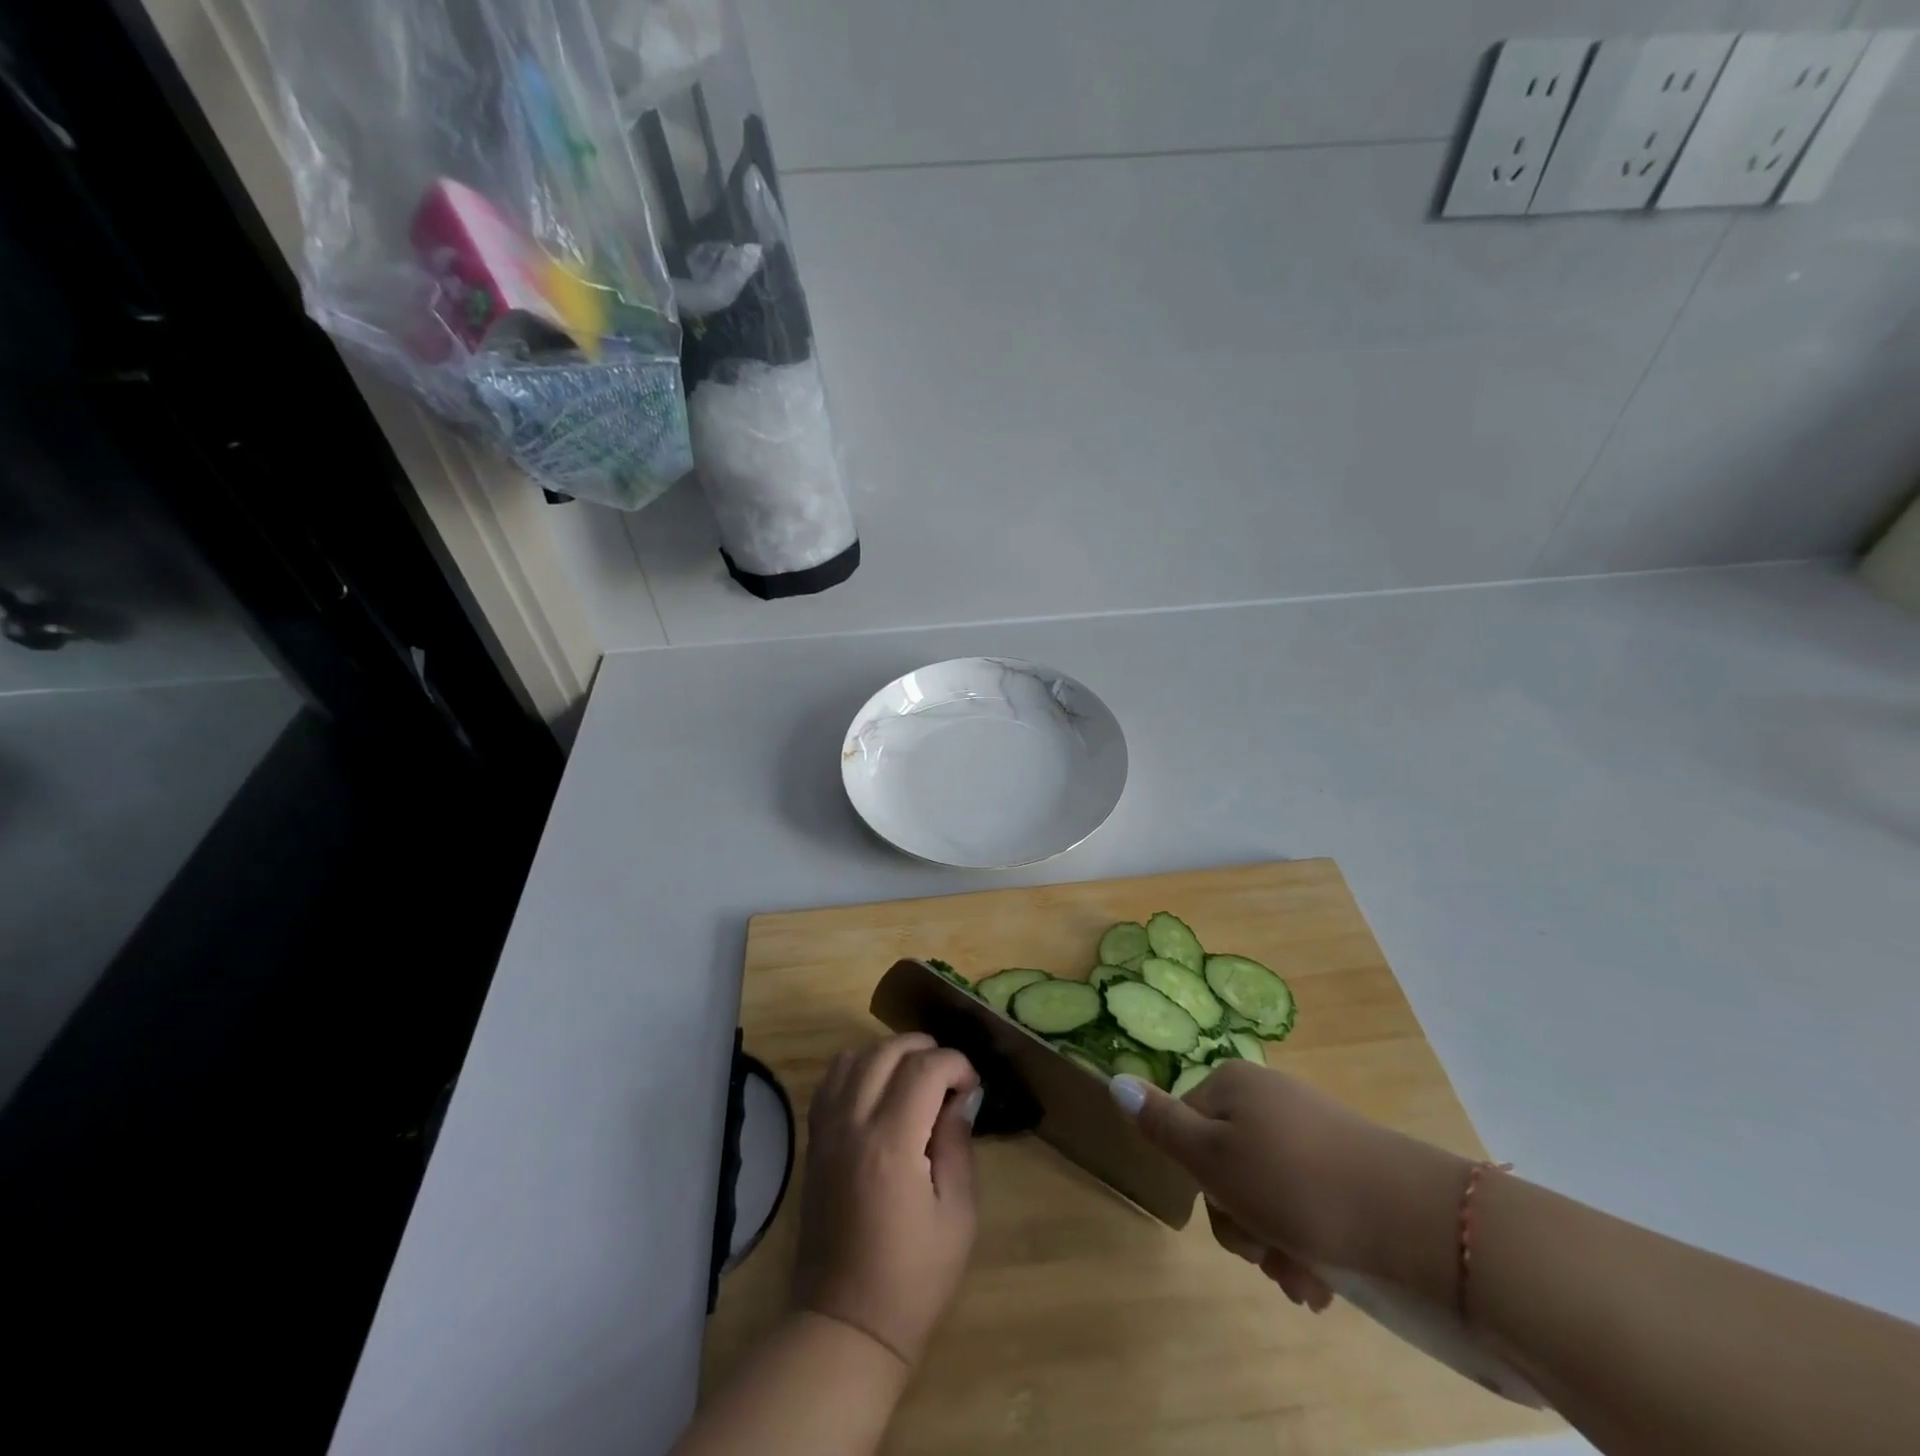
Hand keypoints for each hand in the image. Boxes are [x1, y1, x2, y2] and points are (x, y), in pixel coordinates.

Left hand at [794, 1034, 981, 1366]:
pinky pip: (831, 1081)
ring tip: (915, 1075)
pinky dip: (858, 1067)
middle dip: (925, 1049)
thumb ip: (958, 1144)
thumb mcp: (958, 1214)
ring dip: (889, 1052)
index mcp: (891, 1144)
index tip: (972, 1085)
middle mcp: (853, 1125)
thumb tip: (959, 1098)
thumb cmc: (914, 1276)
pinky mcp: (813, 1141)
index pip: (924, 1069)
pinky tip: (879, 1086)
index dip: (955, 1064)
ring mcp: (826, 1131)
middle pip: (886, 1051)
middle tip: (949, 1074)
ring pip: (853, 1056)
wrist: (846, 1322)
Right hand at [1113, 1062, 1470, 1305]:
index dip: (1202, 1186)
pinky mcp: (1346, 1166)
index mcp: (1232, 1086)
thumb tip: (1114, 1080)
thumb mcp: (1214, 1159)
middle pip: (1226, 1167)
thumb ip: (1161, 1124)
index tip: (1231, 1222)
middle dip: (1242, 1224)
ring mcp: (1310, 1131)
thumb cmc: (1297, 1186)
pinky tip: (1322, 1283)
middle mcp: (1268, 1100)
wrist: (1416, 1221)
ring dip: (1274, 1244)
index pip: (1185, 1131)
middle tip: (1268, 1258)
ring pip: (1266, 1194)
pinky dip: (1306, 1243)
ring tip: (1303, 1283)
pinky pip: (1306, 1203)